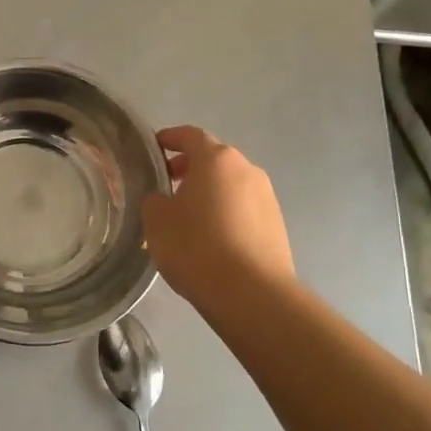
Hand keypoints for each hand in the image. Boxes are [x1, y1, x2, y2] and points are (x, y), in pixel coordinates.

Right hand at [142, 126, 295, 317]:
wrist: (252, 295)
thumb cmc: (197, 247)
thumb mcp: (156, 220)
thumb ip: (155, 199)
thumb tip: (164, 198)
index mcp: (216, 159)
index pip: (190, 135)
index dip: (170, 138)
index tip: (154, 148)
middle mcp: (247, 169)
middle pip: (214, 159)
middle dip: (190, 167)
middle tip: (167, 185)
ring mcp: (267, 197)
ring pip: (230, 184)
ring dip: (210, 191)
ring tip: (188, 216)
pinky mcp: (277, 225)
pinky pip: (244, 208)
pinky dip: (226, 212)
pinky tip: (211, 238)